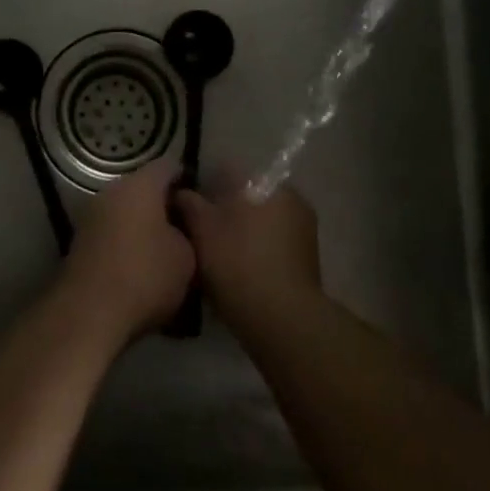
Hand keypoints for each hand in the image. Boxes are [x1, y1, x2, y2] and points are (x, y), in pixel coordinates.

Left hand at [58, 159, 196, 346]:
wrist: (90, 312)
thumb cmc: (145, 275)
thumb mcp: (187, 257)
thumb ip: (188, 233)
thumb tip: (179, 228)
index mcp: (140, 184)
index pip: (169, 167)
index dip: (188, 180)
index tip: (203, 200)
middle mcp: (112, 191)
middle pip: (144, 189)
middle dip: (165, 206)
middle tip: (188, 228)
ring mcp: (92, 215)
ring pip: (126, 212)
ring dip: (143, 226)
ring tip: (166, 251)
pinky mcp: (80, 242)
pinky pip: (112, 233)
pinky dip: (127, 243)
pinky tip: (141, 267)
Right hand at [172, 176, 322, 331]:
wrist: (282, 319)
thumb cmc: (238, 263)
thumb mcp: (202, 229)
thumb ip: (189, 203)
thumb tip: (181, 191)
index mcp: (264, 182)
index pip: (228, 171)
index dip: (204, 186)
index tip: (188, 205)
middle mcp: (290, 196)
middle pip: (248, 195)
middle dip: (226, 209)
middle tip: (201, 232)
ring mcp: (304, 227)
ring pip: (262, 219)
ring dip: (243, 231)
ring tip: (219, 255)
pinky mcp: (309, 256)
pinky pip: (274, 242)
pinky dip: (258, 249)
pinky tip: (241, 270)